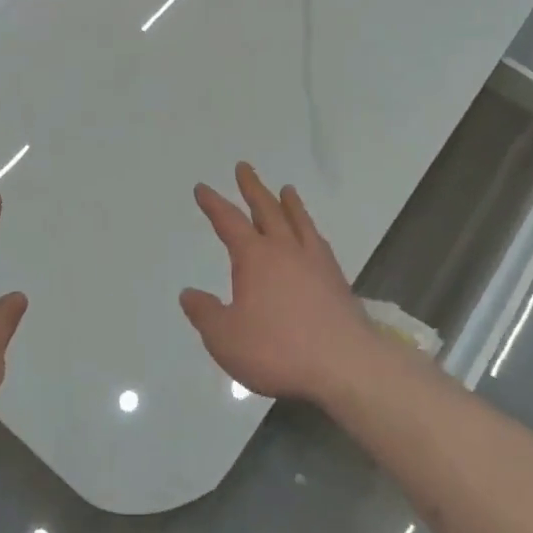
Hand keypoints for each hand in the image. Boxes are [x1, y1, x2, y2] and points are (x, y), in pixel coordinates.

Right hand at [180, 163, 380, 403]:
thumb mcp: (225, 338)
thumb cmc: (277, 350)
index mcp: (255, 258)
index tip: (202, 188)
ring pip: (299, 221)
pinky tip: (313, 236)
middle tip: (244, 168)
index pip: (229, 222)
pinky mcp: (336, 280)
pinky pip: (319, 242)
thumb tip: (189, 293)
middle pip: (267, 210)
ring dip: (289, 203)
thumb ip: (205, 313)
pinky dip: (311, 230)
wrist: (344, 364)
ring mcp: (315, 262)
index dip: (213, 204)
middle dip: (252, 188)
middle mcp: (285, 250)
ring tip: (286, 189)